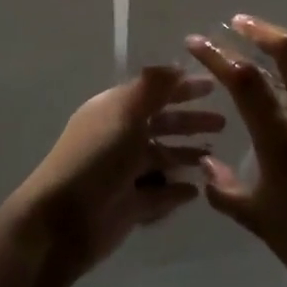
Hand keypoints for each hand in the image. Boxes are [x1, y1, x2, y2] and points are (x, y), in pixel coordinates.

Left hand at [0, 66, 222, 284]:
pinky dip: (177, 190)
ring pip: (163, 158)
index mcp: (115, 110)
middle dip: (190, 122)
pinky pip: (160, 193)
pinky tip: (198, 189)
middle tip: (224, 124)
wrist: (62, 221)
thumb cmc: (95, 159)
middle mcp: (120, 137)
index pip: (153, 92)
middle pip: (161, 124)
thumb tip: (176, 65)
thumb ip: (152, 87)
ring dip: (187, 155)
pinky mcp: (130, 206)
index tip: (214, 86)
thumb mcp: (124, 113)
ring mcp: (125, 173)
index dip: (182, 87)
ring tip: (214, 157)